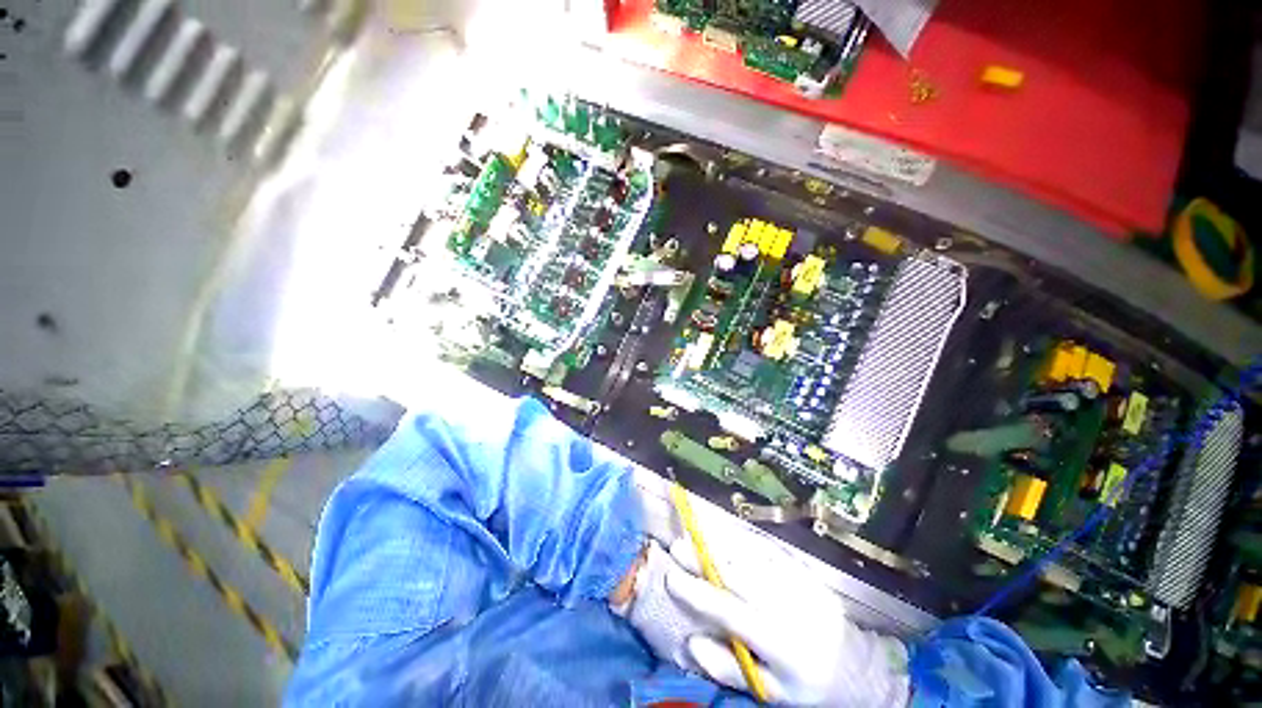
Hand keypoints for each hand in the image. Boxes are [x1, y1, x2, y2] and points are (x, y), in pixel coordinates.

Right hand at [620, 536, 909, 706]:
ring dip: (718, 543)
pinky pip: (766, 549)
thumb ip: (730, 668)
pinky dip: (740, 540)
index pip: (730, 612)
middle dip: (704, 558)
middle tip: (677, 546)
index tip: (671, 578)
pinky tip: (722, 535)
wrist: (855, 664)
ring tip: (693, 536)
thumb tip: (692, 642)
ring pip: (751, 556)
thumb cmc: (805, 682)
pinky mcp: (802, 569)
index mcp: (779, 641)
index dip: (698, 594)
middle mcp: (787, 605)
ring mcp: (797, 582)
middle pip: (738, 575)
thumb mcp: (770, 691)